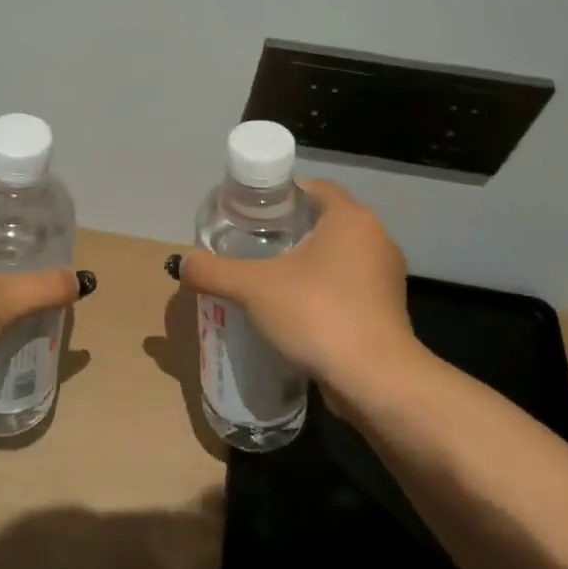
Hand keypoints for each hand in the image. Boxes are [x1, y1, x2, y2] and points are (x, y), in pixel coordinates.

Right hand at [176, 179, 420, 393]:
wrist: (375, 381)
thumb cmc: (317, 314)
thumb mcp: (252, 288)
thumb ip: (213, 271)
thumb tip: (181, 263)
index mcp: (350, 219)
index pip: (314, 187)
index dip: (280, 194)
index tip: (249, 211)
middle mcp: (375, 239)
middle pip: (324, 221)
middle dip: (288, 230)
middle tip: (250, 244)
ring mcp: (385, 277)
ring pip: (336, 256)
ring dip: (305, 263)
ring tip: (266, 278)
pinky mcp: (386, 310)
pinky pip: (346, 287)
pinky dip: (321, 290)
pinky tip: (292, 310)